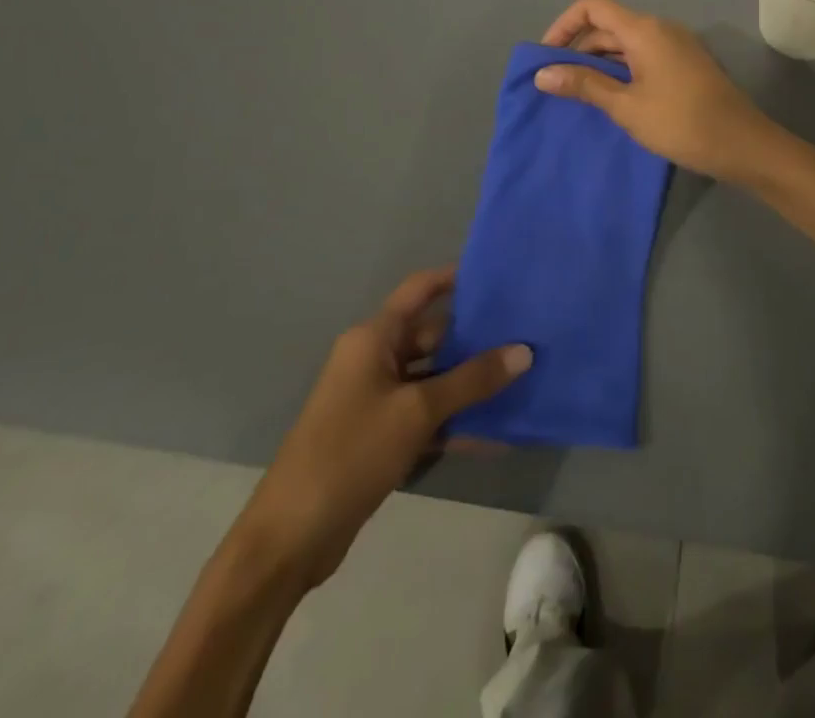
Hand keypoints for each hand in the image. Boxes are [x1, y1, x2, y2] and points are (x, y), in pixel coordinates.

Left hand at [237, 268, 529, 589]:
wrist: (289, 540)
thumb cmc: (350, 453)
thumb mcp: (417, 412)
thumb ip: (472, 380)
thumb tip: (524, 351)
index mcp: (373, 339)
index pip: (419, 290)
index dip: (454, 277)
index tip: (497, 275)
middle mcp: (373, 360)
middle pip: (432, 335)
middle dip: (475, 337)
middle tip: (524, 333)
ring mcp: (375, 400)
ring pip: (433, 378)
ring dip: (469, 382)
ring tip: (520, 377)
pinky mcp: (379, 436)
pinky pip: (426, 415)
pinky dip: (455, 420)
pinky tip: (495, 432)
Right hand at [534, 0, 787, 181]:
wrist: (742, 143)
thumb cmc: (680, 123)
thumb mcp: (626, 106)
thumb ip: (584, 85)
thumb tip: (542, 73)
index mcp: (644, 29)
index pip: (592, 6)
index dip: (564, 24)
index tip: (547, 57)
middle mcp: (660, 28)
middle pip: (608, 24)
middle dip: (578, 48)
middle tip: (557, 84)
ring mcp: (676, 45)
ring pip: (626, 42)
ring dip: (599, 62)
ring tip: (579, 95)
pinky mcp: (685, 63)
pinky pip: (644, 55)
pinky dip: (621, 69)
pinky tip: (612, 97)